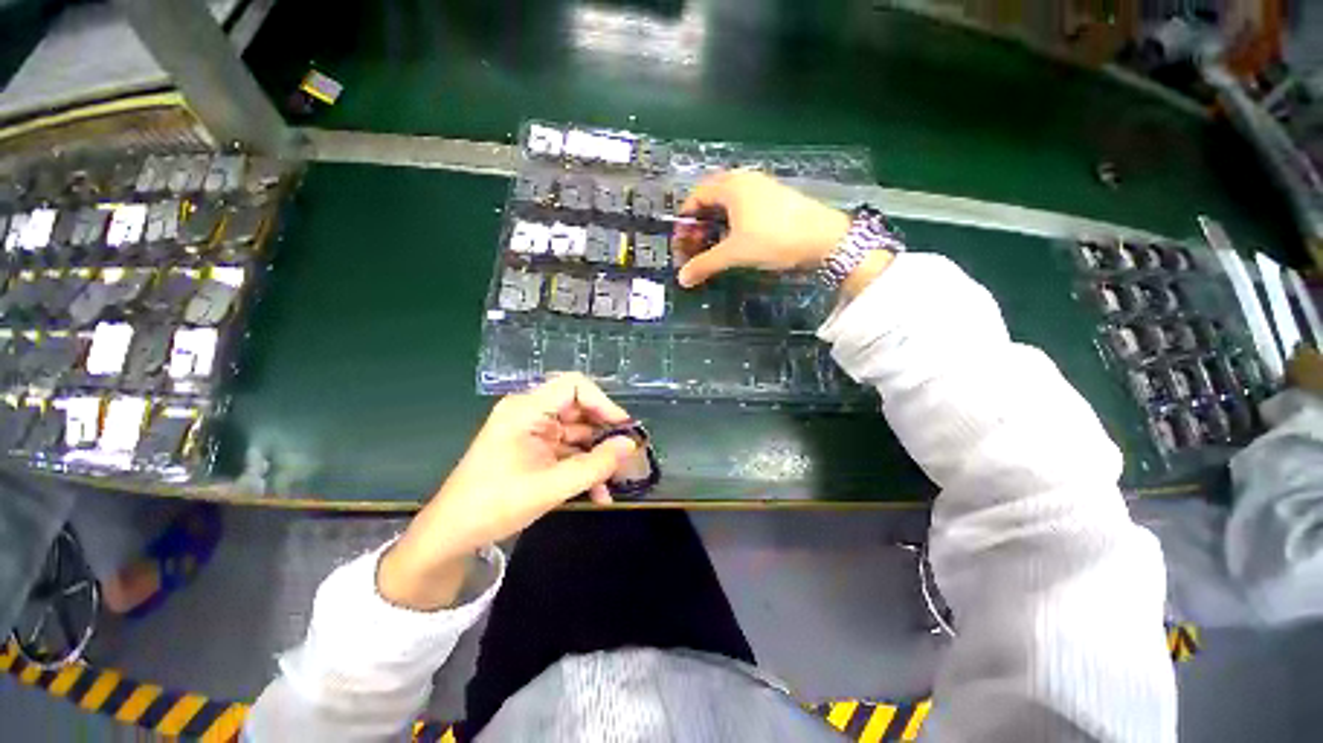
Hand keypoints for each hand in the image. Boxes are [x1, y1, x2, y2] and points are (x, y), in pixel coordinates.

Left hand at [378, 374, 637, 609]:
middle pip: (579, 409)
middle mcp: (531, 414)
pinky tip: (598, 493)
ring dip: (597, 457)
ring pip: (577, 433)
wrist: (451, 537)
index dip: (602, 402)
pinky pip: (568, 451)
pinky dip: (584, 468)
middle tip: (627, 455)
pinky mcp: (534, 451)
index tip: (623, 427)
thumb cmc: (494, 505)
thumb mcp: (550, 486)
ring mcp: (533, 433)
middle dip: (604, 433)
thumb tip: (630, 445)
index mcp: (526, 410)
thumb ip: (595, 465)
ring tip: (616, 480)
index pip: (574, 385)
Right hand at [673, 170, 851, 287]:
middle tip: (694, 247)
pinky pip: (743, 207)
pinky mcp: (775, 199)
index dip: (684, 220)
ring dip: (715, 225)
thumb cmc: (774, 239)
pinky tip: (735, 242)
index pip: (696, 196)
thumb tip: (682, 279)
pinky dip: (732, 223)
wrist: (824, 238)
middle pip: (710, 198)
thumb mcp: (734, 253)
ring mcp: (762, 187)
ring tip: (712, 247)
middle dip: (699, 224)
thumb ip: (705, 264)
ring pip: (728, 204)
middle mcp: (745, 180)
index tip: (681, 243)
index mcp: (731, 185)